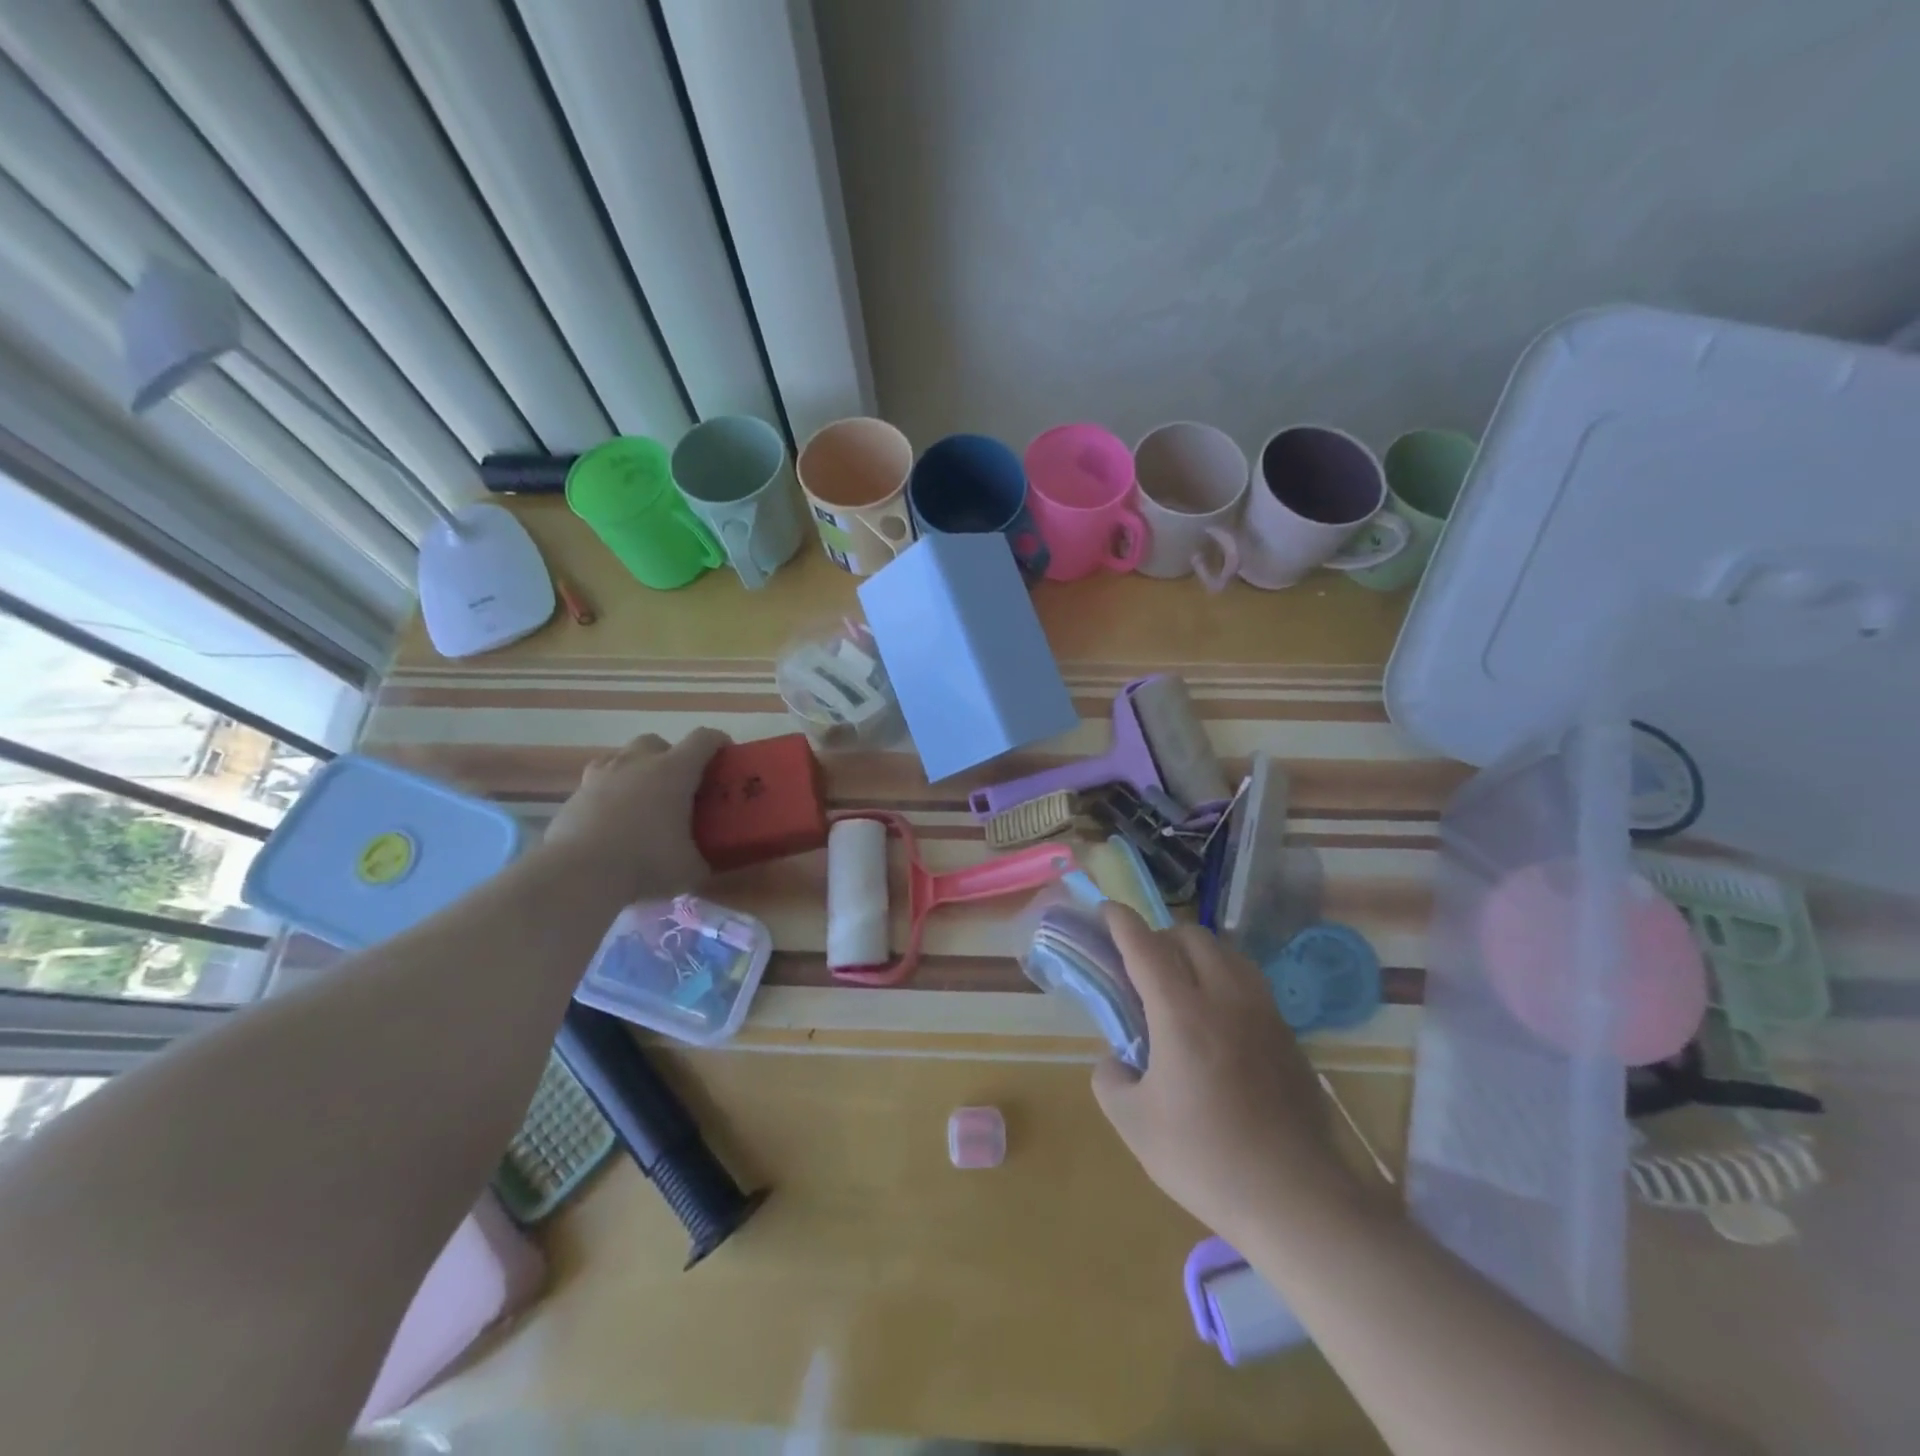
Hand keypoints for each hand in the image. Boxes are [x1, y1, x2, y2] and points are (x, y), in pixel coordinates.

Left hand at [542, 729, 728, 898]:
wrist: (579, 873)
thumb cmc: (646, 862)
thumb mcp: (690, 869)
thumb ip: (703, 859)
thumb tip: (707, 864)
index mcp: (674, 771)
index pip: (703, 739)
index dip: (718, 741)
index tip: (726, 754)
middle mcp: (637, 763)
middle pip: (657, 742)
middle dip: (669, 757)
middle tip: (678, 785)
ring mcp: (601, 775)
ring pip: (622, 757)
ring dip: (636, 771)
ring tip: (642, 800)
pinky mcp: (575, 795)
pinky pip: (597, 782)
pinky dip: (609, 793)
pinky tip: (612, 819)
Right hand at [1092, 903, 1358, 1245]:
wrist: (1295, 1198)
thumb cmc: (1205, 1159)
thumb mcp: (1133, 1124)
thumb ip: (1110, 1078)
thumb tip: (1116, 1059)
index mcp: (1181, 1012)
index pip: (1145, 946)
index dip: (1121, 922)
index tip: (1105, 909)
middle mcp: (1224, 997)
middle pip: (1191, 936)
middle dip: (1160, 935)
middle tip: (1141, 965)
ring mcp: (1262, 1012)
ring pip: (1227, 952)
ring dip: (1196, 953)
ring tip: (1180, 984)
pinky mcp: (1287, 1033)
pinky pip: (1250, 981)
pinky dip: (1224, 977)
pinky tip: (1217, 1016)